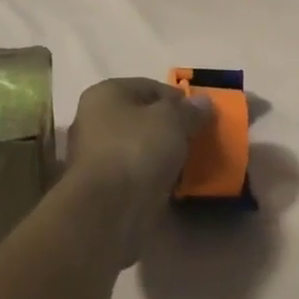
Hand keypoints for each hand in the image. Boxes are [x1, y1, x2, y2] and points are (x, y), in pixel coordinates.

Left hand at [65, 79, 211, 261]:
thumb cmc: (136, 149)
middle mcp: (95, 121)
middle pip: (144, 119)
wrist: (107, 212)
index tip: (201, 114)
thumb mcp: (173, 120)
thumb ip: (190, 110)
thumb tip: (203, 102)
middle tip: (199, 139)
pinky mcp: (104, 189)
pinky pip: (137, 175)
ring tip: (194, 164)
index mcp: (106, 94)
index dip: (178, 98)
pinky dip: (156, 179)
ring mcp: (97, 158)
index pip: (149, 87)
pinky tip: (178, 186)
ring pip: (141, 149)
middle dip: (172, 128)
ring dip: (164, 155)